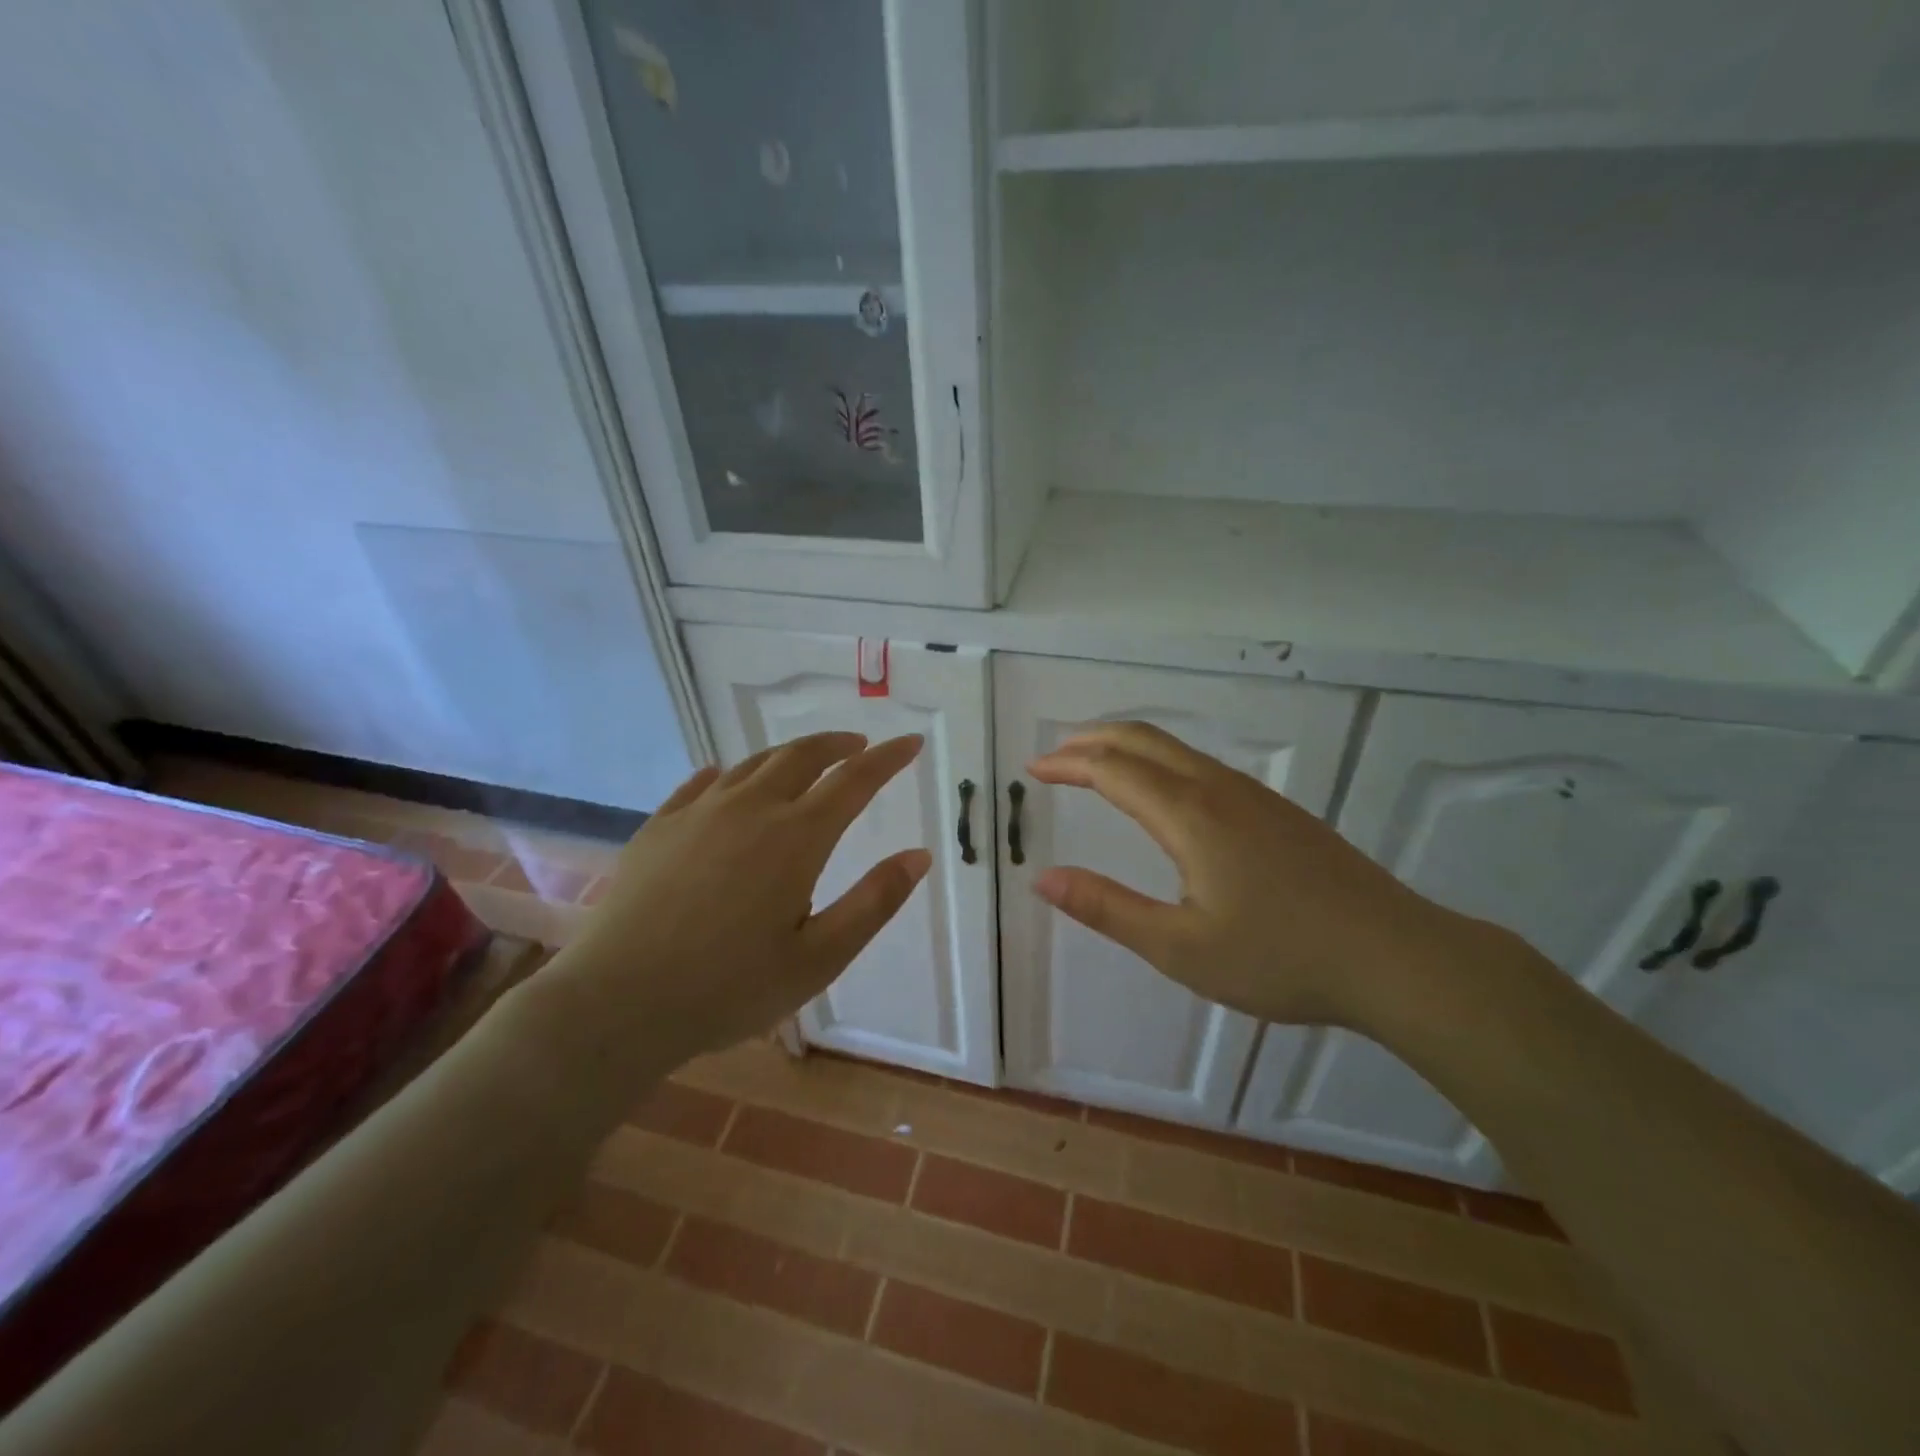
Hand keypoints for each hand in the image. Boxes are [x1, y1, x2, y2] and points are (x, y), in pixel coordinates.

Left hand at [529, 732, 929, 1071]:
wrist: (615, 1003)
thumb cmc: (729, 988)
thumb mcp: (819, 959)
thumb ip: (874, 903)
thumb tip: (920, 856)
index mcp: (796, 838)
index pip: (855, 780)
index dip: (889, 758)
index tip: (912, 741)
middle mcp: (751, 808)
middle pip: (802, 756)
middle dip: (838, 744)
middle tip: (859, 745)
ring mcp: (699, 813)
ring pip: (753, 764)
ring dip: (789, 754)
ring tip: (805, 761)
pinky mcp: (659, 827)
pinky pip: (700, 784)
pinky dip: (726, 773)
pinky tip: (723, 778)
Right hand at [1028, 722, 1485, 1029]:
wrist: (1396, 957)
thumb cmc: (1281, 957)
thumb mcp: (1180, 948)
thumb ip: (1107, 909)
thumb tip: (1042, 878)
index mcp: (1188, 815)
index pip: (1112, 770)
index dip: (1067, 765)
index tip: (1033, 770)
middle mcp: (1218, 789)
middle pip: (1143, 740)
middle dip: (1092, 739)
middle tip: (1055, 755)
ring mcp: (1254, 795)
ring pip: (1176, 748)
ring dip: (1127, 746)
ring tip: (1097, 764)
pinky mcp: (1277, 810)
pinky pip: (1202, 764)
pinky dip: (1160, 760)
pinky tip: (1164, 792)